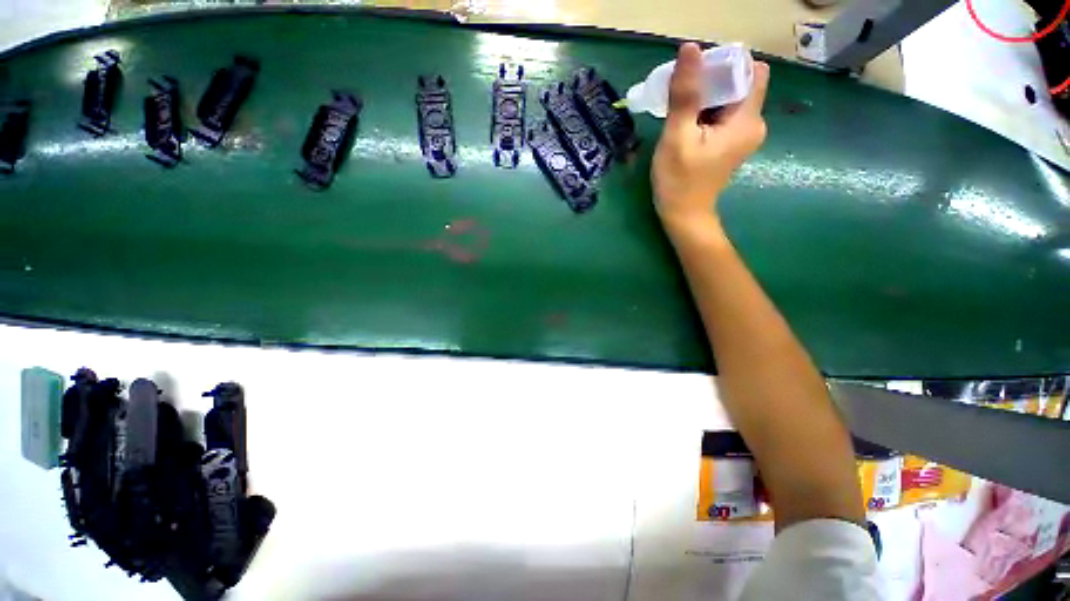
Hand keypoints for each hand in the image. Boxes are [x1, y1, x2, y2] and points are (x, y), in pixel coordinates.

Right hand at [652, 43, 769, 232]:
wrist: (684, 216)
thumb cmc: (679, 181)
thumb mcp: (677, 137)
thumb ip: (685, 94)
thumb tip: (690, 48)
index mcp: (747, 119)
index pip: (750, 70)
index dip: (725, 65)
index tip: (696, 76)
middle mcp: (753, 123)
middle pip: (739, 83)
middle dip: (711, 81)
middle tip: (681, 95)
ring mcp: (743, 135)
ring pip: (728, 99)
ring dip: (705, 97)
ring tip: (679, 111)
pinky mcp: (731, 143)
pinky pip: (722, 115)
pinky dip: (705, 112)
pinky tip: (686, 124)